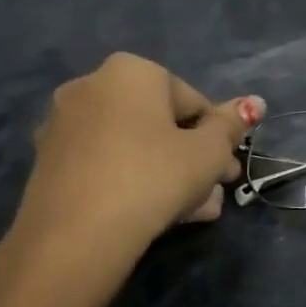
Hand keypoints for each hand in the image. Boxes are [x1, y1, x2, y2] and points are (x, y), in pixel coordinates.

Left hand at [0, 53, 263, 285]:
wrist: (77, 235)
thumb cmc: (155, 176)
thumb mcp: (209, 151)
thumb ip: (231, 125)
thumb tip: (254, 103)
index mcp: (131, 72)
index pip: (194, 101)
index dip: (219, 137)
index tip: (228, 168)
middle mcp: (91, 87)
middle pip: (162, 124)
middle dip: (195, 157)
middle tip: (217, 189)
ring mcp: (64, 125)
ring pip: (137, 147)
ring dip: (171, 173)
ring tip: (197, 210)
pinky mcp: (50, 163)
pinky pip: (109, 163)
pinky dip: (135, 180)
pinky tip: (160, 213)